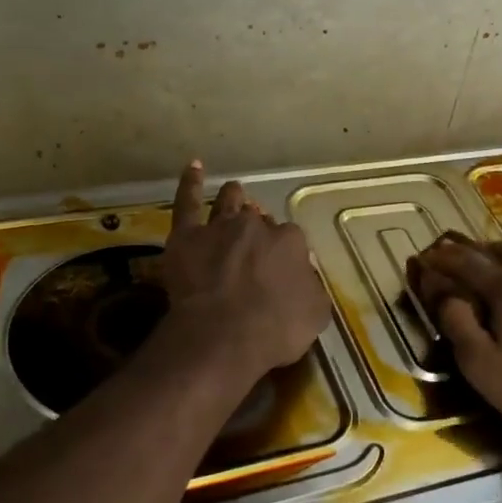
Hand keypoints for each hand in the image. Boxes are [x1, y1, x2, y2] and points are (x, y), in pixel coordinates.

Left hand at [162, 160, 331, 376]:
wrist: (222, 336)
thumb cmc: (275, 330)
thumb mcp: (315, 314)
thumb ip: (312, 287)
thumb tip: (305, 274)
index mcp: (290, 241)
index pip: (290, 239)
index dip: (284, 253)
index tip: (280, 269)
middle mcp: (257, 226)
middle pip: (259, 221)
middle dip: (259, 229)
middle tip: (255, 246)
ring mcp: (220, 227)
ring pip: (229, 202)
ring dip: (234, 197)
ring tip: (234, 192)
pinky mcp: (186, 236)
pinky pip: (187, 201)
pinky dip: (190, 183)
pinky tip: (194, 166)